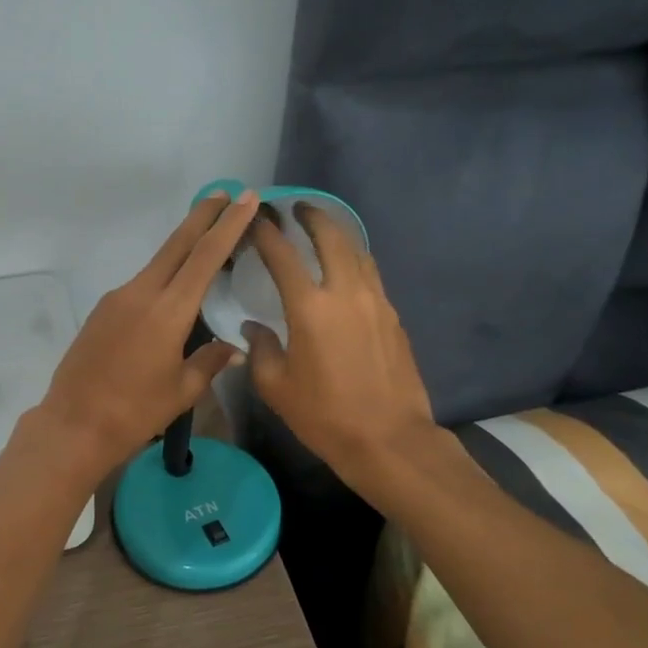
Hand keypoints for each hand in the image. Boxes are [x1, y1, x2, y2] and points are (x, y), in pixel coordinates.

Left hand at [37, 188, 261, 476]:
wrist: (73, 425)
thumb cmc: (135, 413)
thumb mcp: (182, 391)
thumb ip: (209, 361)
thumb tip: (231, 347)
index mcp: (168, 311)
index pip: (205, 257)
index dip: (228, 225)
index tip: (245, 198)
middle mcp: (141, 293)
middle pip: (176, 245)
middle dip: (202, 216)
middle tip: (224, 193)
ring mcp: (117, 299)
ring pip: (157, 264)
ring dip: (182, 247)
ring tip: (206, 242)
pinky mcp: (102, 311)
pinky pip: (140, 285)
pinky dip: (163, 277)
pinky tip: (172, 293)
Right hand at [243, 205, 437, 482]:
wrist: (388, 439)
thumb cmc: (324, 415)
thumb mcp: (276, 387)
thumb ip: (261, 349)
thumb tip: (254, 328)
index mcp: (309, 308)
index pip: (282, 255)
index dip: (265, 231)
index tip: (255, 217)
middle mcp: (345, 292)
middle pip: (331, 237)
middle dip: (312, 217)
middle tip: (297, 209)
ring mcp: (375, 301)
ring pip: (357, 251)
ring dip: (338, 234)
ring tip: (323, 230)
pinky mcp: (393, 316)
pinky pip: (371, 274)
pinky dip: (354, 259)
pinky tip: (346, 269)